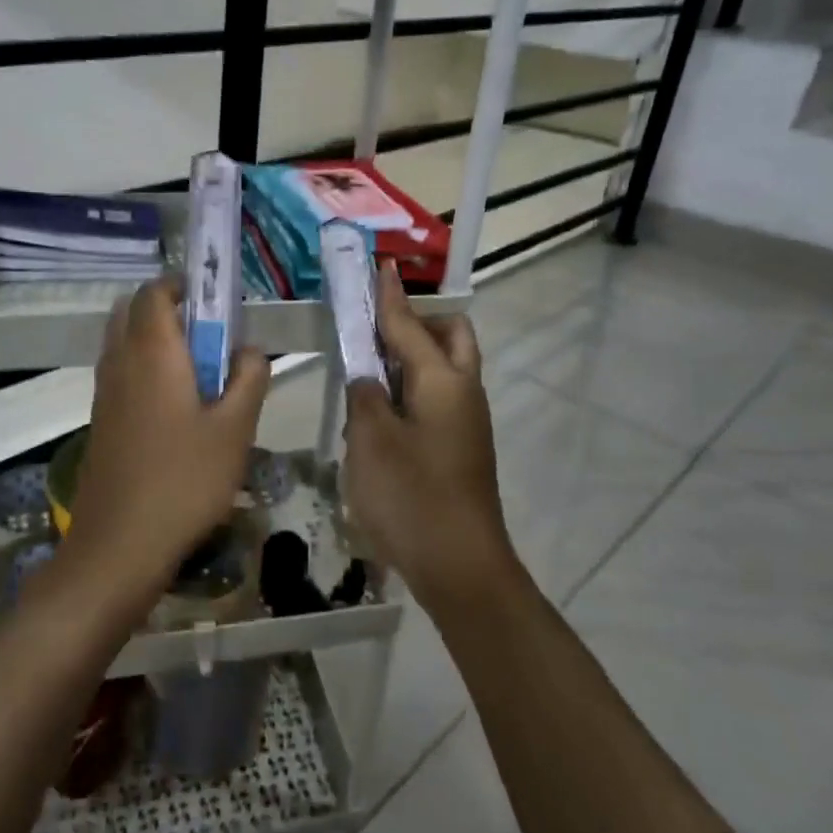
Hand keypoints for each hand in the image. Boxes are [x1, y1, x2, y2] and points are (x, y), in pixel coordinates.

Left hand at [68, 280, 269, 599]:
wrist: (120, 544)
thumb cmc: (184, 480)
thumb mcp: (236, 428)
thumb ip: (250, 378)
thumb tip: (249, 350)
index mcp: (152, 352)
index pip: (154, 291)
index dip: (183, 285)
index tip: (217, 302)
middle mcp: (120, 361)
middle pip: (133, 311)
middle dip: (169, 311)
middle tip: (210, 337)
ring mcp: (104, 392)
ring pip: (125, 343)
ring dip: (157, 341)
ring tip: (201, 375)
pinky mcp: (101, 420)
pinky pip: (121, 373)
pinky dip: (145, 369)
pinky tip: (178, 410)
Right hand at [343, 265, 518, 609]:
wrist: (460, 566)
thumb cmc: (411, 497)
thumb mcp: (371, 440)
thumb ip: (364, 395)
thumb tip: (366, 374)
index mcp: (443, 381)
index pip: (409, 325)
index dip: (389, 297)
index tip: (380, 266)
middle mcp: (464, 392)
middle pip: (451, 337)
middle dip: (417, 323)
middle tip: (375, 332)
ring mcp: (468, 422)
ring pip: (447, 369)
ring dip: (414, 358)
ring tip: (369, 374)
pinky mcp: (462, 447)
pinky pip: (440, 399)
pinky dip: (415, 390)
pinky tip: (382, 415)